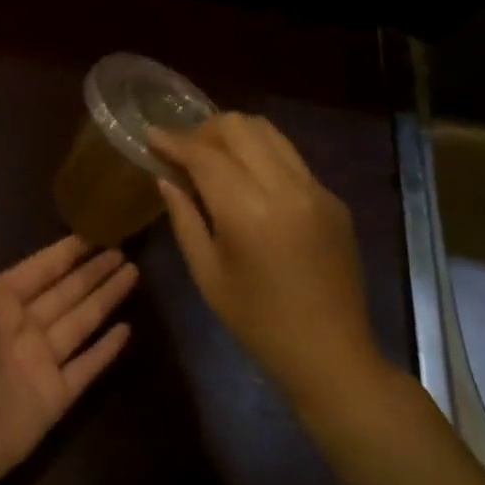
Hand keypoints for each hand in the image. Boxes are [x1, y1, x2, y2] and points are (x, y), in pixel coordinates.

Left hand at [0, 231, 135, 484]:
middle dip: (93, 271)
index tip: (93, 234)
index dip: (66, 253)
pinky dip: (107, 349)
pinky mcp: (57, 396)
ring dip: (106, 298)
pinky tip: (127, 329)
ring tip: (133, 274)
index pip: (40, 269)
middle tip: (123, 251)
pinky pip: (87, 366)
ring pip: (82, 321)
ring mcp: (42, 362)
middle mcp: (24, 326)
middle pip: (67, 291)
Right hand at [150, 115, 386, 417]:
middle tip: (183, 150)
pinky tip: (247, 180)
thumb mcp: (207, 274)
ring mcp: (316, 190)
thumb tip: (166, 176)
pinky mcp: (333, 198)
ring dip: (234, 134)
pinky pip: (289, 156)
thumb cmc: (258, 324)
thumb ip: (184, 217)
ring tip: (213, 156)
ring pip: (268, 131)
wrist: (333, 358)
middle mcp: (287, 189)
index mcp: (250, 212)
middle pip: (239, 126)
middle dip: (203, 129)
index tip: (151, 135)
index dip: (174, 140)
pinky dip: (260, 154)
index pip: (205, 154)